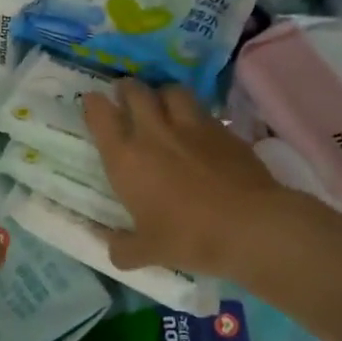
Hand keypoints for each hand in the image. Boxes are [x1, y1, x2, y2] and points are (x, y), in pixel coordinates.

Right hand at [84, 81, 287, 280]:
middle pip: (136, 92)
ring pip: (172, 91)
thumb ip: (124, 248)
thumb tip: (112, 247)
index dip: (93, 104)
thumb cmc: (188, 237)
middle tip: (125, 94)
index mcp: (126, 159)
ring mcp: (192, 127)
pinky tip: (197, 128)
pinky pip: (203, 111)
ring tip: (162, 103)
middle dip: (127, 89)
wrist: (251, 226)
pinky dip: (194, 113)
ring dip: (162, 93)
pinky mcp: (225, 131)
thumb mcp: (148, 252)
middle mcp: (154, 133)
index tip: (91, 101)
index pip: (101, 116)